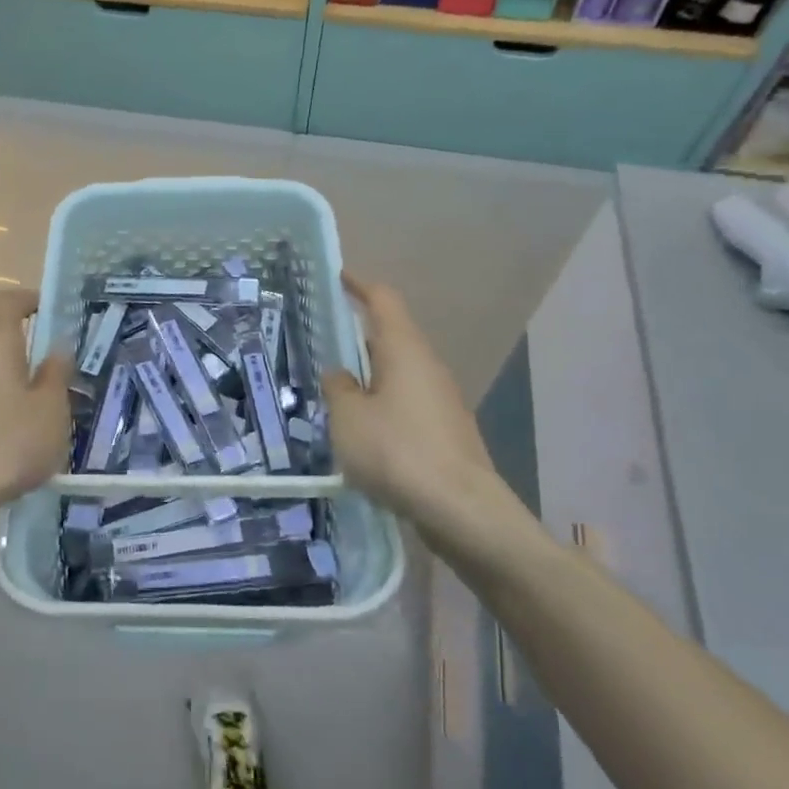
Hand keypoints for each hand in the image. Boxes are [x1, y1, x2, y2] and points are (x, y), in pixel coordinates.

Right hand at [325, 274, 538, 568]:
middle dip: (359, 336)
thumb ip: (338, 389)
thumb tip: (341, 376)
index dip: (360, 285)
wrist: (463, 511)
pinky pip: (407, 402)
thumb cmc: (398, 452)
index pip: (383, 300)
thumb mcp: (348, 418)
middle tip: (324, 342)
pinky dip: (384, 404)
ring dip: (370, 375)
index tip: (339, 277)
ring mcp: (442, 399)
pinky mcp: (446, 431)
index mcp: (404, 350)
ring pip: (399, 373)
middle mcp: (427, 366)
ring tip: (337, 391)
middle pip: (392, 336)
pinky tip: (364, 430)